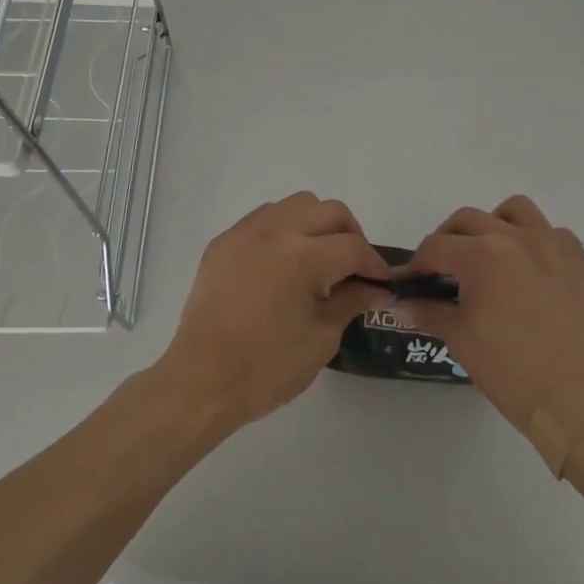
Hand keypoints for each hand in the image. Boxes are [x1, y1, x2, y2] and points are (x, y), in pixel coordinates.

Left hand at [158, 192, 390, 431]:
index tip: (382, 282)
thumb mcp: (322, 339)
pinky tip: (281, 262)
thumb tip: (373, 287)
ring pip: (295, 204)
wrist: (202, 380)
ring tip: (317, 258)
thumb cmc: (267, 366)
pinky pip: (263, 218)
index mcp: (305, 256)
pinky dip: (283, 229)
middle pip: (329, 210)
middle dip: (350, 234)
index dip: (374, 264)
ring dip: (315, 223)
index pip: (353, 246)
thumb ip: (350, 302)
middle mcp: (277, 230)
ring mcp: (246, 231)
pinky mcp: (224, 240)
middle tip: (353, 267)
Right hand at [402, 196, 583, 472]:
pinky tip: (534, 273)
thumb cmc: (512, 372)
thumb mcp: (460, 340)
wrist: (580, 404)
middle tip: (444, 270)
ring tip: (492, 255)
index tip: (411, 282)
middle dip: (448, 240)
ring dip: (495, 224)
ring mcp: (554, 245)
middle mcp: (516, 237)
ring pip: (515, 211)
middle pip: (468, 220)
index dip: (417, 265)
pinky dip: (537, 243)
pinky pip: (554, 234)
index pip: (436, 247)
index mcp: (482, 254)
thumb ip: (428, 312)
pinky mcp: (582, 262)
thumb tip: (401, 305)